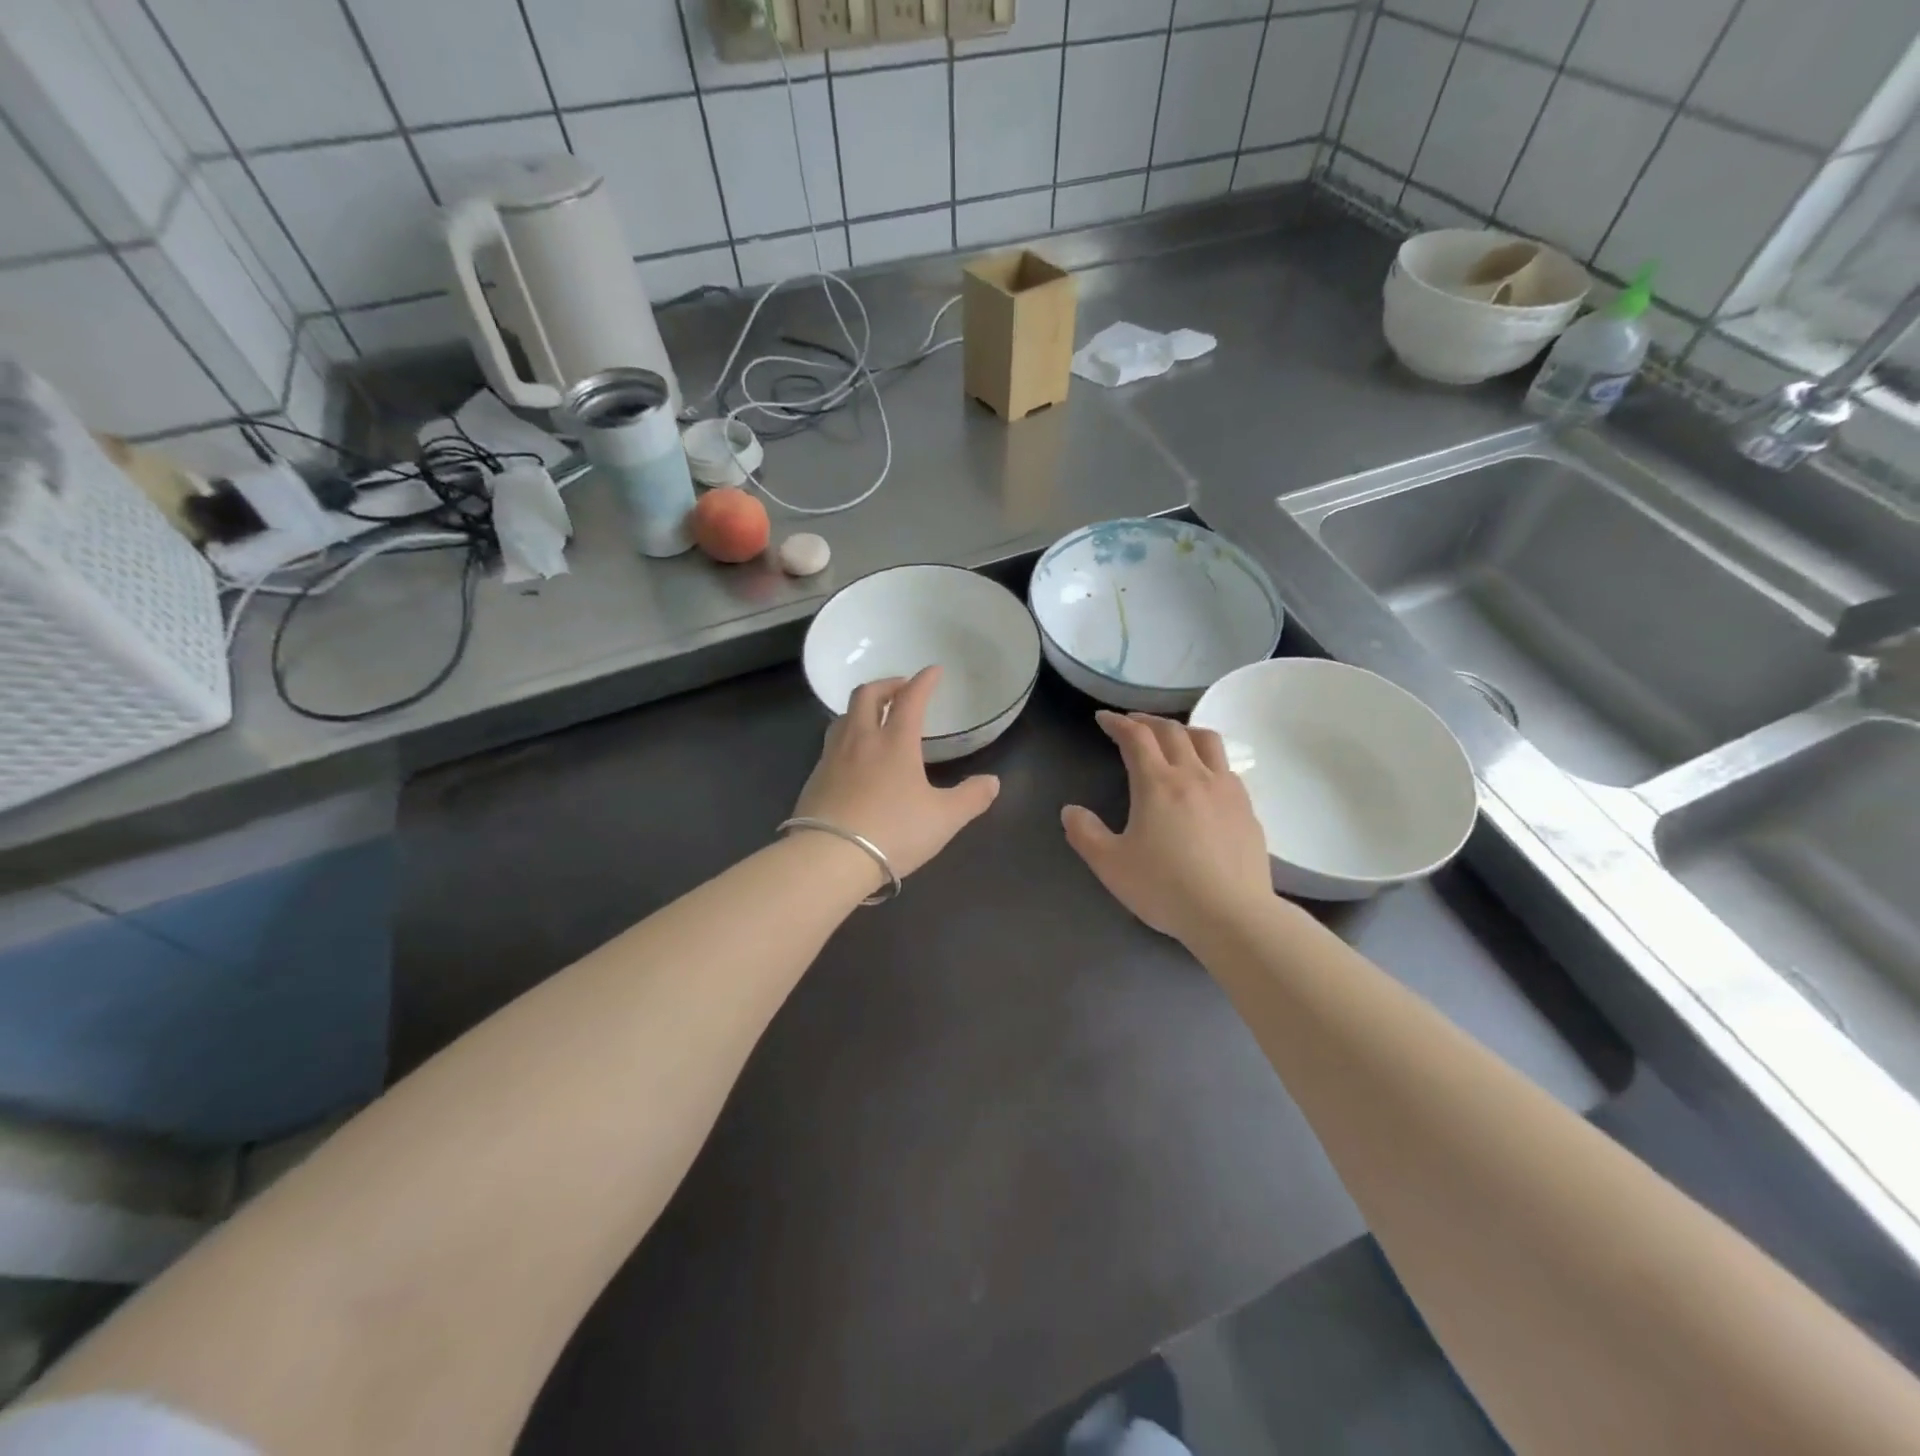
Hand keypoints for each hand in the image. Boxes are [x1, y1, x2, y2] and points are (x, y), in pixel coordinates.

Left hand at [793, 667, 1000, 879]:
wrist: (830, 857)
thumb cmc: (893, 832)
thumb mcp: (943, 819)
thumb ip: (970, 798)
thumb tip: (992, 782)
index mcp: (895, 742)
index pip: (910, 699)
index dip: (924, 681)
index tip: (933, 671)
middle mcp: (861, 740)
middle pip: (867, 695)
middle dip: (886, 685)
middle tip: (901, 688)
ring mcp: (832, 758)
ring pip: (843, 716)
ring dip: (861, 708)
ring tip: (874, 717)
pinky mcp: (814, 779)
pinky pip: (831, 744)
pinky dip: (846, 737)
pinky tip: (853, 758)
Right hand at [1063, 711, 1272, 942]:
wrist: (1232, 916)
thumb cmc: (1165, 888)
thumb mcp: (1111, 865)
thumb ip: (1085, 833)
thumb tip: (1071, 811)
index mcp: (1158, 784)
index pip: (1136, 737)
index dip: (1117, 723)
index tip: (1103, 718)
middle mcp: (1194, 776)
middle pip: (1172, 731)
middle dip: (1147, 721)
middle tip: (1131, 723)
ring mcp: (1226, 790)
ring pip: (1207, 741)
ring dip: (1184, 731)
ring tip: (1172, 738)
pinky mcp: (1247, 809)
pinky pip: (1227, 768)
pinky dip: (1208, 759)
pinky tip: (1204, 779)